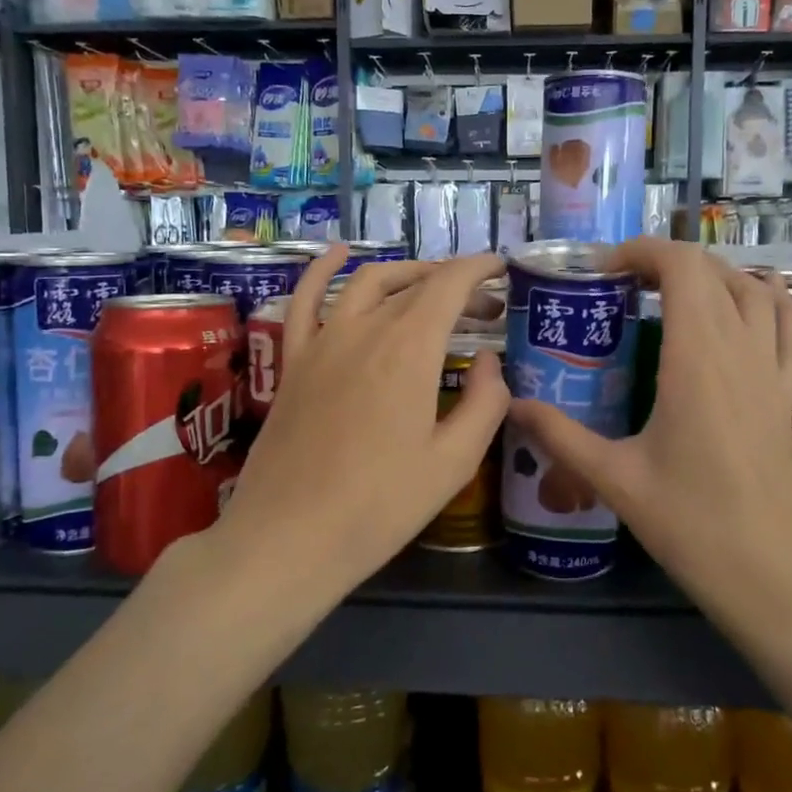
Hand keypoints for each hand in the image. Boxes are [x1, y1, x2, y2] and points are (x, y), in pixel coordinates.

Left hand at [220, 247, 508, 590]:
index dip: (479, 269)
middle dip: (454, 284)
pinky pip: (304, 301)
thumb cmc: (380, 506)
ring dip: (405, 273)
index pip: (449, 284)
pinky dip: (322, 270)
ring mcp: (322, 342)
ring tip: (430, 283)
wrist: (289, 537)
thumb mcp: (453, 462)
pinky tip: (337, 254)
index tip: (502, 270)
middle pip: (415, 285)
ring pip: (366, 283)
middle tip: (483, 307)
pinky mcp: (294, 362)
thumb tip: (489, 361)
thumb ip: (485, 403)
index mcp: (409, 349)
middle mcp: (365, 329)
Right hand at [509, 238, 791, 604]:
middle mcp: (741, 350)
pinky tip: (743, 309)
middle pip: (714, 271)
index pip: (682, 268)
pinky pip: (788, 326)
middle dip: (666, 260)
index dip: (642, 251)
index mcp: (697, 358)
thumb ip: (559, 435)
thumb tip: (511, 404)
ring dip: (714, 273)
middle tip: (622, 282)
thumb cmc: (691, 524)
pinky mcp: (788, 393)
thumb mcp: (614, 478)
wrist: (772, 576)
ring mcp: (773, 370)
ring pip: (756, 289)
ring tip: (674, 289)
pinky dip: (765, 300)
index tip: (603, 270)